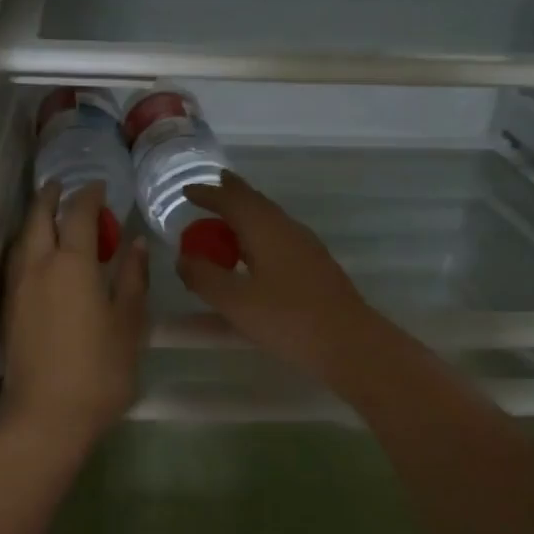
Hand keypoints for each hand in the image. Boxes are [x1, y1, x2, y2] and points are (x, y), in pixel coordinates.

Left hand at [1, 181, 148, 450]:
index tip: (101, 186)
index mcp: (73, 264)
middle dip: (51, 196)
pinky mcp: (9, 308)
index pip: (79, 214)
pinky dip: (27, 244)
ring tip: (50, 213)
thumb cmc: (99, 371)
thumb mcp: (129, 323)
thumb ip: (133, 278)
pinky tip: (37, 254)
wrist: (46, 416)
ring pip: (22, 238)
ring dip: (35, 218)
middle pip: (38, 217)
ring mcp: (18, 287)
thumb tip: (135, 243)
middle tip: (65, 186)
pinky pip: (16, 260)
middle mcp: (38, 266)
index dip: (90, 195)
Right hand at [176, 173, 385, 382]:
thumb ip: (204, 277)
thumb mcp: (235, 302)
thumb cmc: (288, 320)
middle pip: (256, 202)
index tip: (186, 192)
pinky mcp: (316, 267)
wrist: (350, 344)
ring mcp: (306, 247)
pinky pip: (279, 238)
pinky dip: (258, 236)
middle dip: (231, 195)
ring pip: (270, 220)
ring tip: (227, 221)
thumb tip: (183, 258)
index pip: (233, 200)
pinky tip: (255, 255)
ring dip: (246, 215)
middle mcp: (288, 229)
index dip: (208, 194)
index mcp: (266, 229)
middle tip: (210, 190)